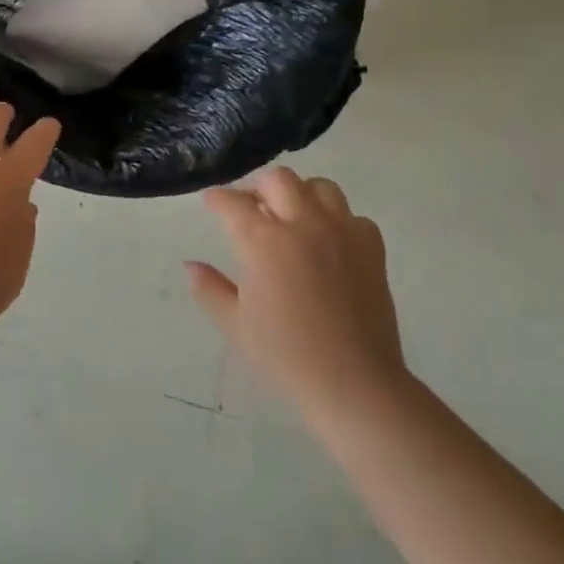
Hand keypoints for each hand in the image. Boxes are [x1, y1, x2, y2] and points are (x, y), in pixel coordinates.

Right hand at [188, 168, 404, 416]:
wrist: (354, 383)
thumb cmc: (285, 355)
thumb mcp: (235, 324)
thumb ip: (209, 288)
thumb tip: (191, 266)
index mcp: (263, 242)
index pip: (233, 204)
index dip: (217, 199)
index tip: (211, 202)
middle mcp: (303, 225)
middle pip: (278, 180)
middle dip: (257, 186)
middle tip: (249, 205)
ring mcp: (341, 233)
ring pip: (320, 187)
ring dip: (299, 193)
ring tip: (290, 214)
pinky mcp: (371, 249)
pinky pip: (352, 216)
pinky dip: (336, 219)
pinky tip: (328, 240)